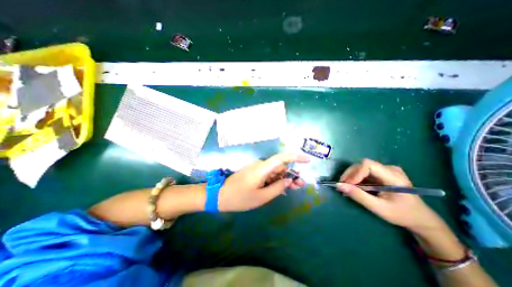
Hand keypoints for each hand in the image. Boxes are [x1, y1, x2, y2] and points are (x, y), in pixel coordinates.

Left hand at [217, 153, 307, 210]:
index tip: (307, 160)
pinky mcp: (254, 173)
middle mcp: (260, 165)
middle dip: (291, 174)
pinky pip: (269, 174)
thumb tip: (289, 180)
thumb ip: (277, 187)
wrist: (220, 196)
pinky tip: (281, 188)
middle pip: (280, 166)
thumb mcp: (261, 197)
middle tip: (300, 185)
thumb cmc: (240, 198)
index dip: (296, 157)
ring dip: (284, 178)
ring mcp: (257, 169)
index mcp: (262, 168)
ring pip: (275, 171)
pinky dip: (276, 180)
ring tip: (293, 188)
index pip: (282, 158)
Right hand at [337, 159, 444, 232]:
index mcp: (394, 176)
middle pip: (362, 165)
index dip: (355, 173)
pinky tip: (354, 187)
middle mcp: (389, 168)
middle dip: (350, 175)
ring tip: (347, 188)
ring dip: (352, 176)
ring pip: (361, 167)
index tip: (347, 184)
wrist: (420, 218)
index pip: (368, 165)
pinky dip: (356, 178)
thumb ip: (358, 196)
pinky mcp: (382, 172)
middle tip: (343, 186)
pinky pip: (364, 172)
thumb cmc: (402, 215)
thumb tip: (339, 186)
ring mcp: (386, 169)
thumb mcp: (378, 208)